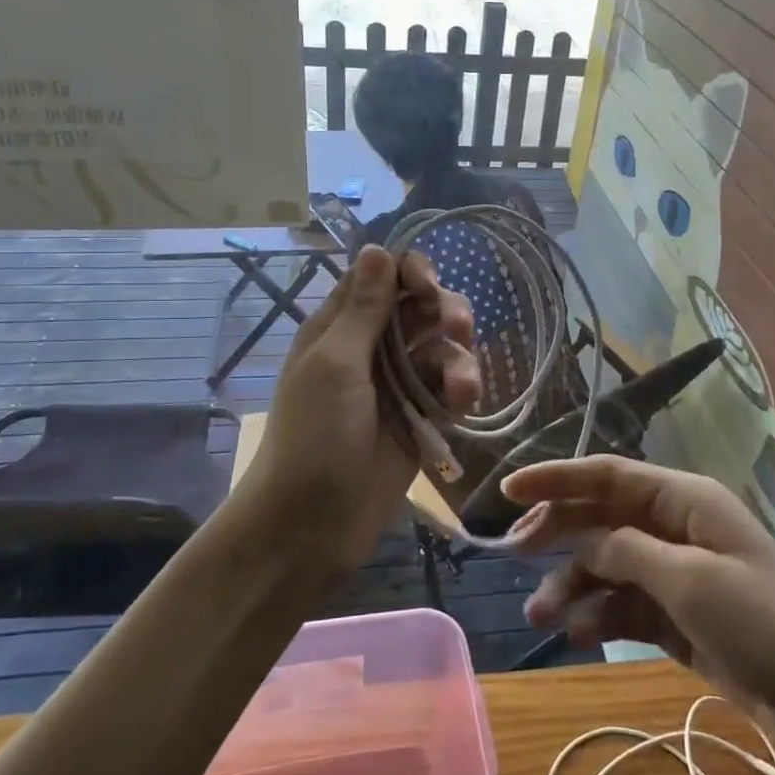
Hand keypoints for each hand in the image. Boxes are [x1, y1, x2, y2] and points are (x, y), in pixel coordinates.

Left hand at [241, 245, 481, 574]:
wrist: (311, 526)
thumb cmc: (312, 437)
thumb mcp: (334, 365)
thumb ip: (362, 309)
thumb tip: (377, 248)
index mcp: (340, 327)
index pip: (382, 277)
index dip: (411, 272)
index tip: (428, 287)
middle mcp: (372, 347)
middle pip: (421, 307)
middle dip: (445, 311)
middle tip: (457, 328)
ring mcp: (398, 384)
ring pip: (443, 346)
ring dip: (459, 356)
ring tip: (462, 388)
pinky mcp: (421, 418)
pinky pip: (450, 387)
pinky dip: (461, 389)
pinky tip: (463, 405)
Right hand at [505, 456, 774, 752]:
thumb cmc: (765, 622)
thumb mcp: (690, 580)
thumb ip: (627, 551)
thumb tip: (580, 537)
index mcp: (683, 500)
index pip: (607, 475)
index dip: (556, 478)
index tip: (509, 489)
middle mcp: (675, 528)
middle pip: (601, 518)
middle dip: (559, 533)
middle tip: (516, 554)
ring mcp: (677, 574)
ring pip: (608, 565)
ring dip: (573, 584)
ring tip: (541, 616)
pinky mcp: (679, 617)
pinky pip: (625, 605)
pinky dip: (599, 615)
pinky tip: (578, 634)